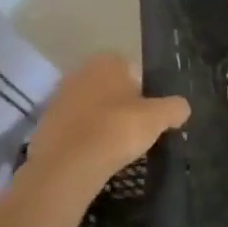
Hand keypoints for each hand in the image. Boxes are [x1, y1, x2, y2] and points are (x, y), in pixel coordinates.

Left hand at [25, 54, 188, 193]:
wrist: (67, 165)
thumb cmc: (117, 129)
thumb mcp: (159, 118)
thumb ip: (175, 108)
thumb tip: (182, 109)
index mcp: (108, 62)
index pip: (135, 70)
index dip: (146, 92)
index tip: (151, 114)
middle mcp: (80, 72)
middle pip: (111, 88)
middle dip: (123, 105)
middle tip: (136, 130)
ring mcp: (58, 97)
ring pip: (92, 107)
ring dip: (102, 121)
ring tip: (116, 146)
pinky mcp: (45, 124)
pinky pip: (75, 127)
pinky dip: (85, 138)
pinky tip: (95, 155)